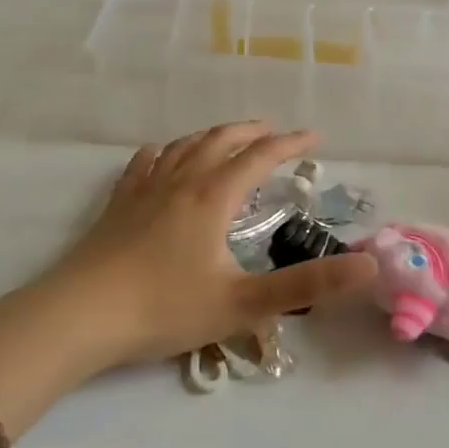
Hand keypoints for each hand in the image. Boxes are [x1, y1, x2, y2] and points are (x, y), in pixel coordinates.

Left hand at [30, 122, 375, 366]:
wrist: (80, 315)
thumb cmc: (164, 308)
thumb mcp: (242, 302)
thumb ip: (306, 284)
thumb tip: (369, 266)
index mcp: (212, 197)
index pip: (260, 157)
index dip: (290, 145)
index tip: (314, 138)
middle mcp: (181, 181)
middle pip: (220, 141)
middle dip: (251, 132)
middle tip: (273, 132)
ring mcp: (144, 189)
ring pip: (183, 146)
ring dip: (211, 136)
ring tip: (226, 138)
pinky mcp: (117, 204)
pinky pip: (144, 163)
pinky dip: (163, 152)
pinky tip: (161, 155)